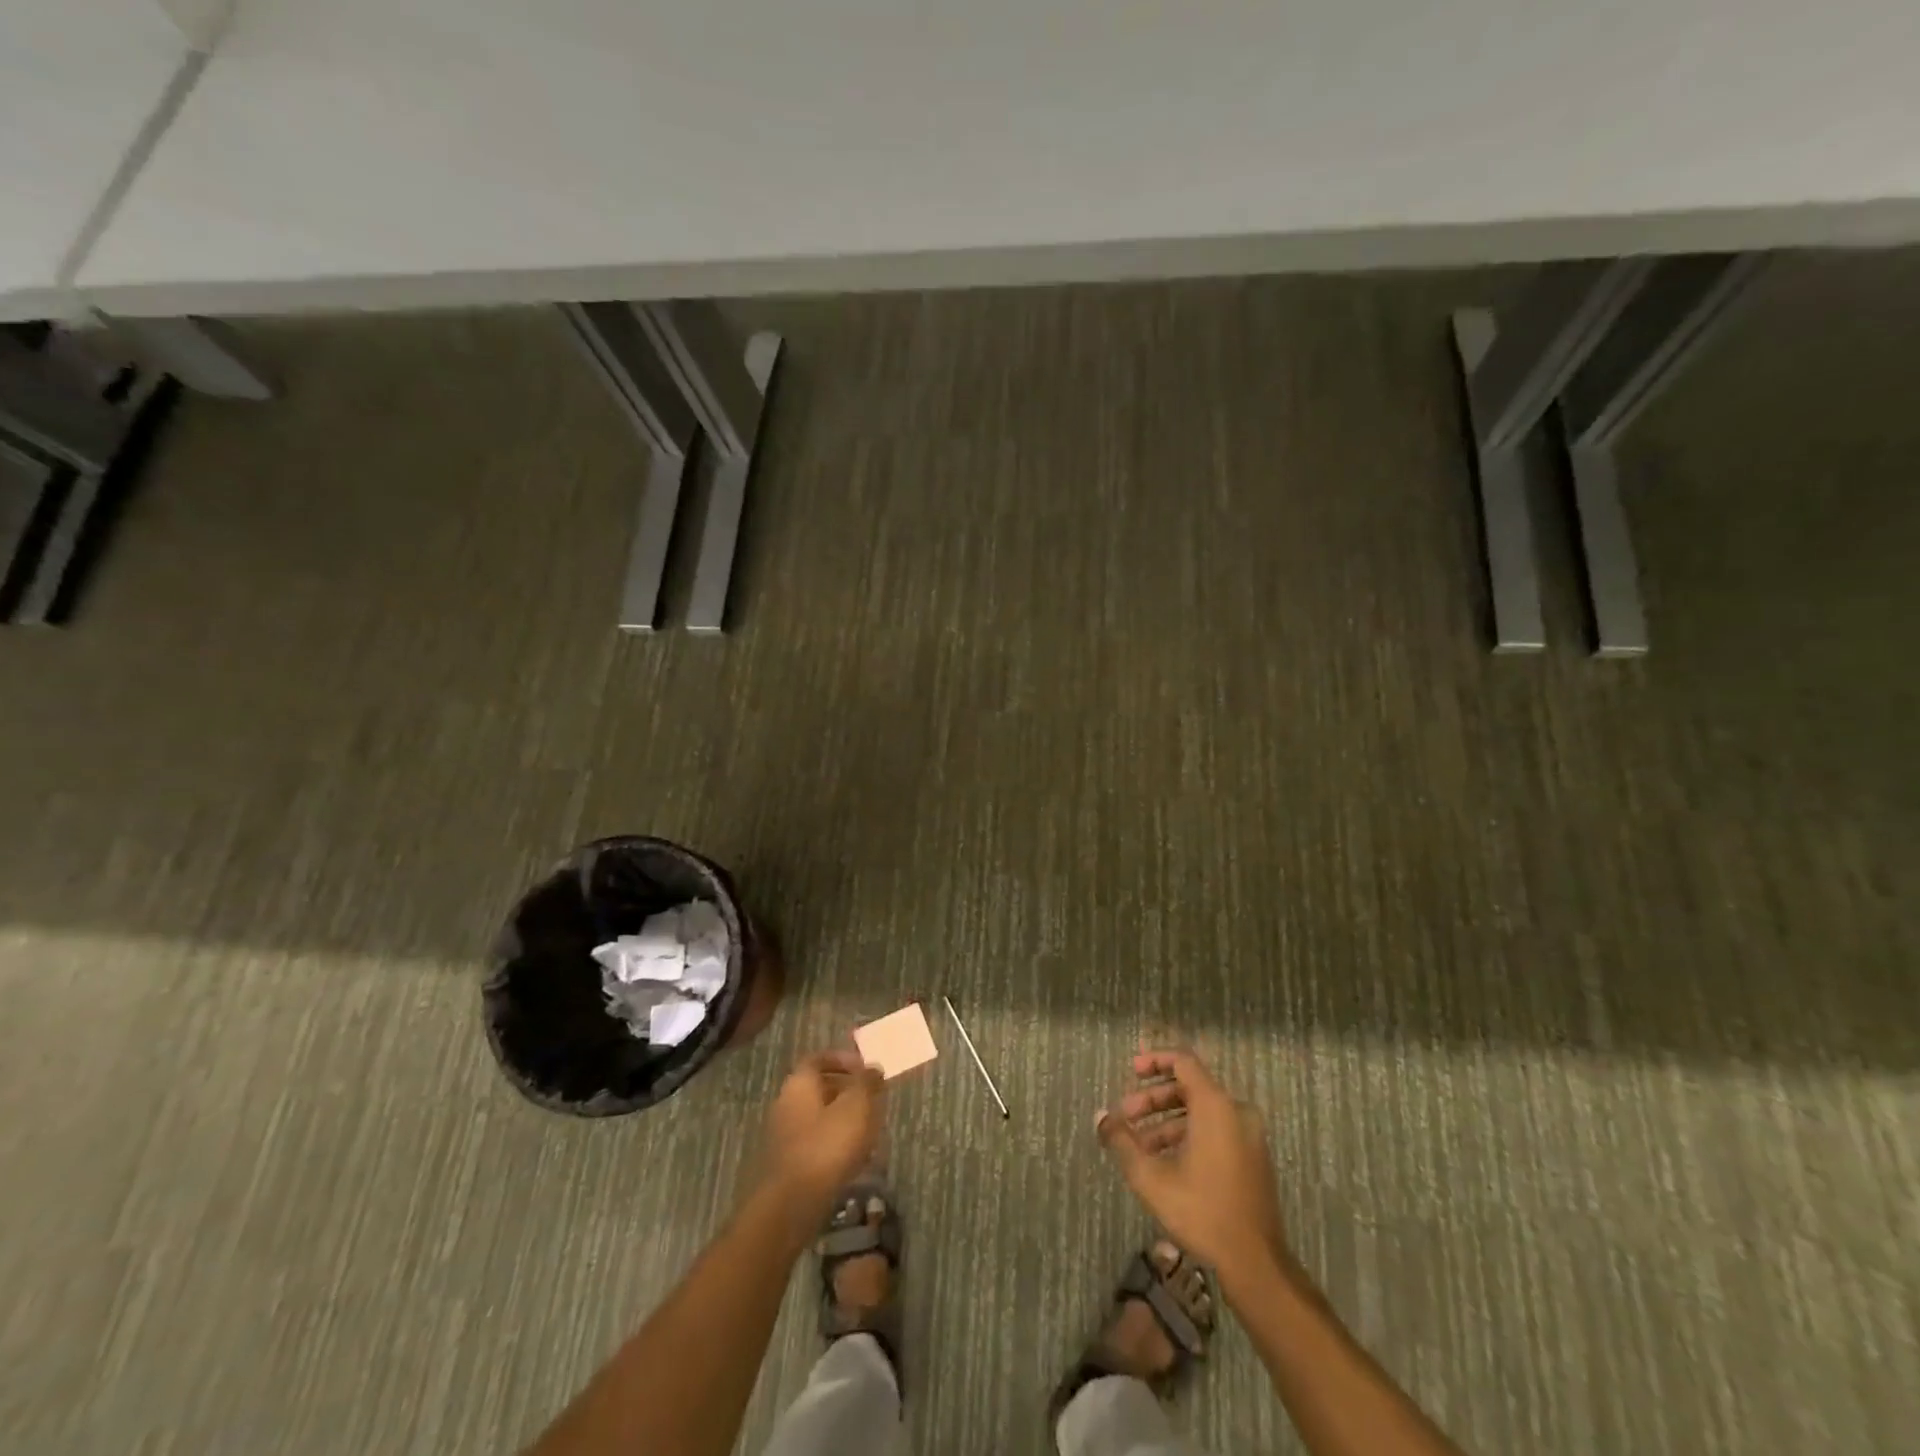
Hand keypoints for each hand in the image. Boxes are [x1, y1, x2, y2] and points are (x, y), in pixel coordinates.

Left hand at [756, 1049, 885, 1221]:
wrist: (792, 1204)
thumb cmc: (827, 1144)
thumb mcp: (857, 1106)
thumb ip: (867, 1082)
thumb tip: (873, 1068)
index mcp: (800, 1082)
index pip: (820, 1058)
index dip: (844, 1059)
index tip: (867, 1069)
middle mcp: (787, 1102)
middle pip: (820, 1087)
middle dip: (849, 1090)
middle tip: (874, 1099)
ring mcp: (785, 1134)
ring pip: (820, 1116)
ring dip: (845, 1118)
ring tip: (871, 1130)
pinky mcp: (789, 1162)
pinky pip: (816, 1141)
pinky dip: (836, 1142)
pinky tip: (857, 1158)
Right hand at [1097, 1048, 1287, 1284]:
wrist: (1256, 1263)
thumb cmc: (1202, 1212)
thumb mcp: (1151, 1178)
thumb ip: (1122, 1141)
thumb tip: (1100, 1117)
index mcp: (1216, 1106)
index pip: (1184, 1062)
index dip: (1155, 1061)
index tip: (1131, 1071)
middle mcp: (1237, 1112)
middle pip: (1190, 1088)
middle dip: (1154, 1099)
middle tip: (1126, 1116)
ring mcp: (1249, 1135)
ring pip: (1201, 1112)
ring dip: (1167, 1121)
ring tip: (1139, 1145)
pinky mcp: (1253, 1157)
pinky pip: (1216, 1130)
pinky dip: (1189, 1135)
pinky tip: (1165, 1161)